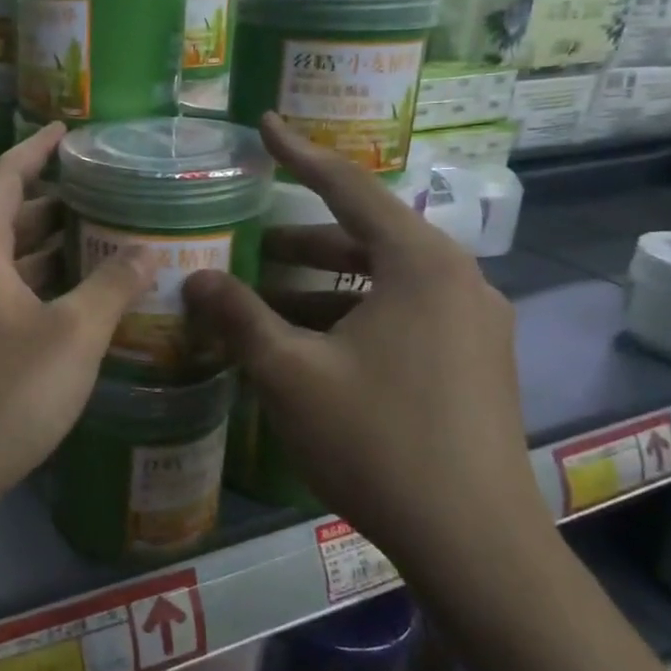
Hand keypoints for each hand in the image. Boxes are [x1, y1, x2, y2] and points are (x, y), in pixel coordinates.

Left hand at [0, 123, 155, 534]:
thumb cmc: (1, 392)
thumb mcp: (71, 337)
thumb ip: (113, 288)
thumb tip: (150, 251)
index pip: (6, 176)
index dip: (37, 149)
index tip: (69, 131)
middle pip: (8, 217)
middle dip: (56, 203)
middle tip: (108, 195)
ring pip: (8, 261)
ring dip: (51, 250)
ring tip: (106, 241)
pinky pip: (6, 296)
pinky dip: (41, 287)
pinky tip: (80, 303)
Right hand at [183, 114, 543, 585]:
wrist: (475, 544)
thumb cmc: (377, 440)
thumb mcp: (290, 373)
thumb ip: (238, 316)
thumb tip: (195, 278)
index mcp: (420, 264)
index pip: (348, 186)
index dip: (299, 153)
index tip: (264, 125)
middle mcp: (456, 280)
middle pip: (367, 235)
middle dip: (303, 238)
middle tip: (250, 244)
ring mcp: (473, 324)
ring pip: (382, 280)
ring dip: (323, 283)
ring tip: (266, 302)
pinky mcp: (474, 362)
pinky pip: (401, 313)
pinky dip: (351, 314)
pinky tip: (309, 346)